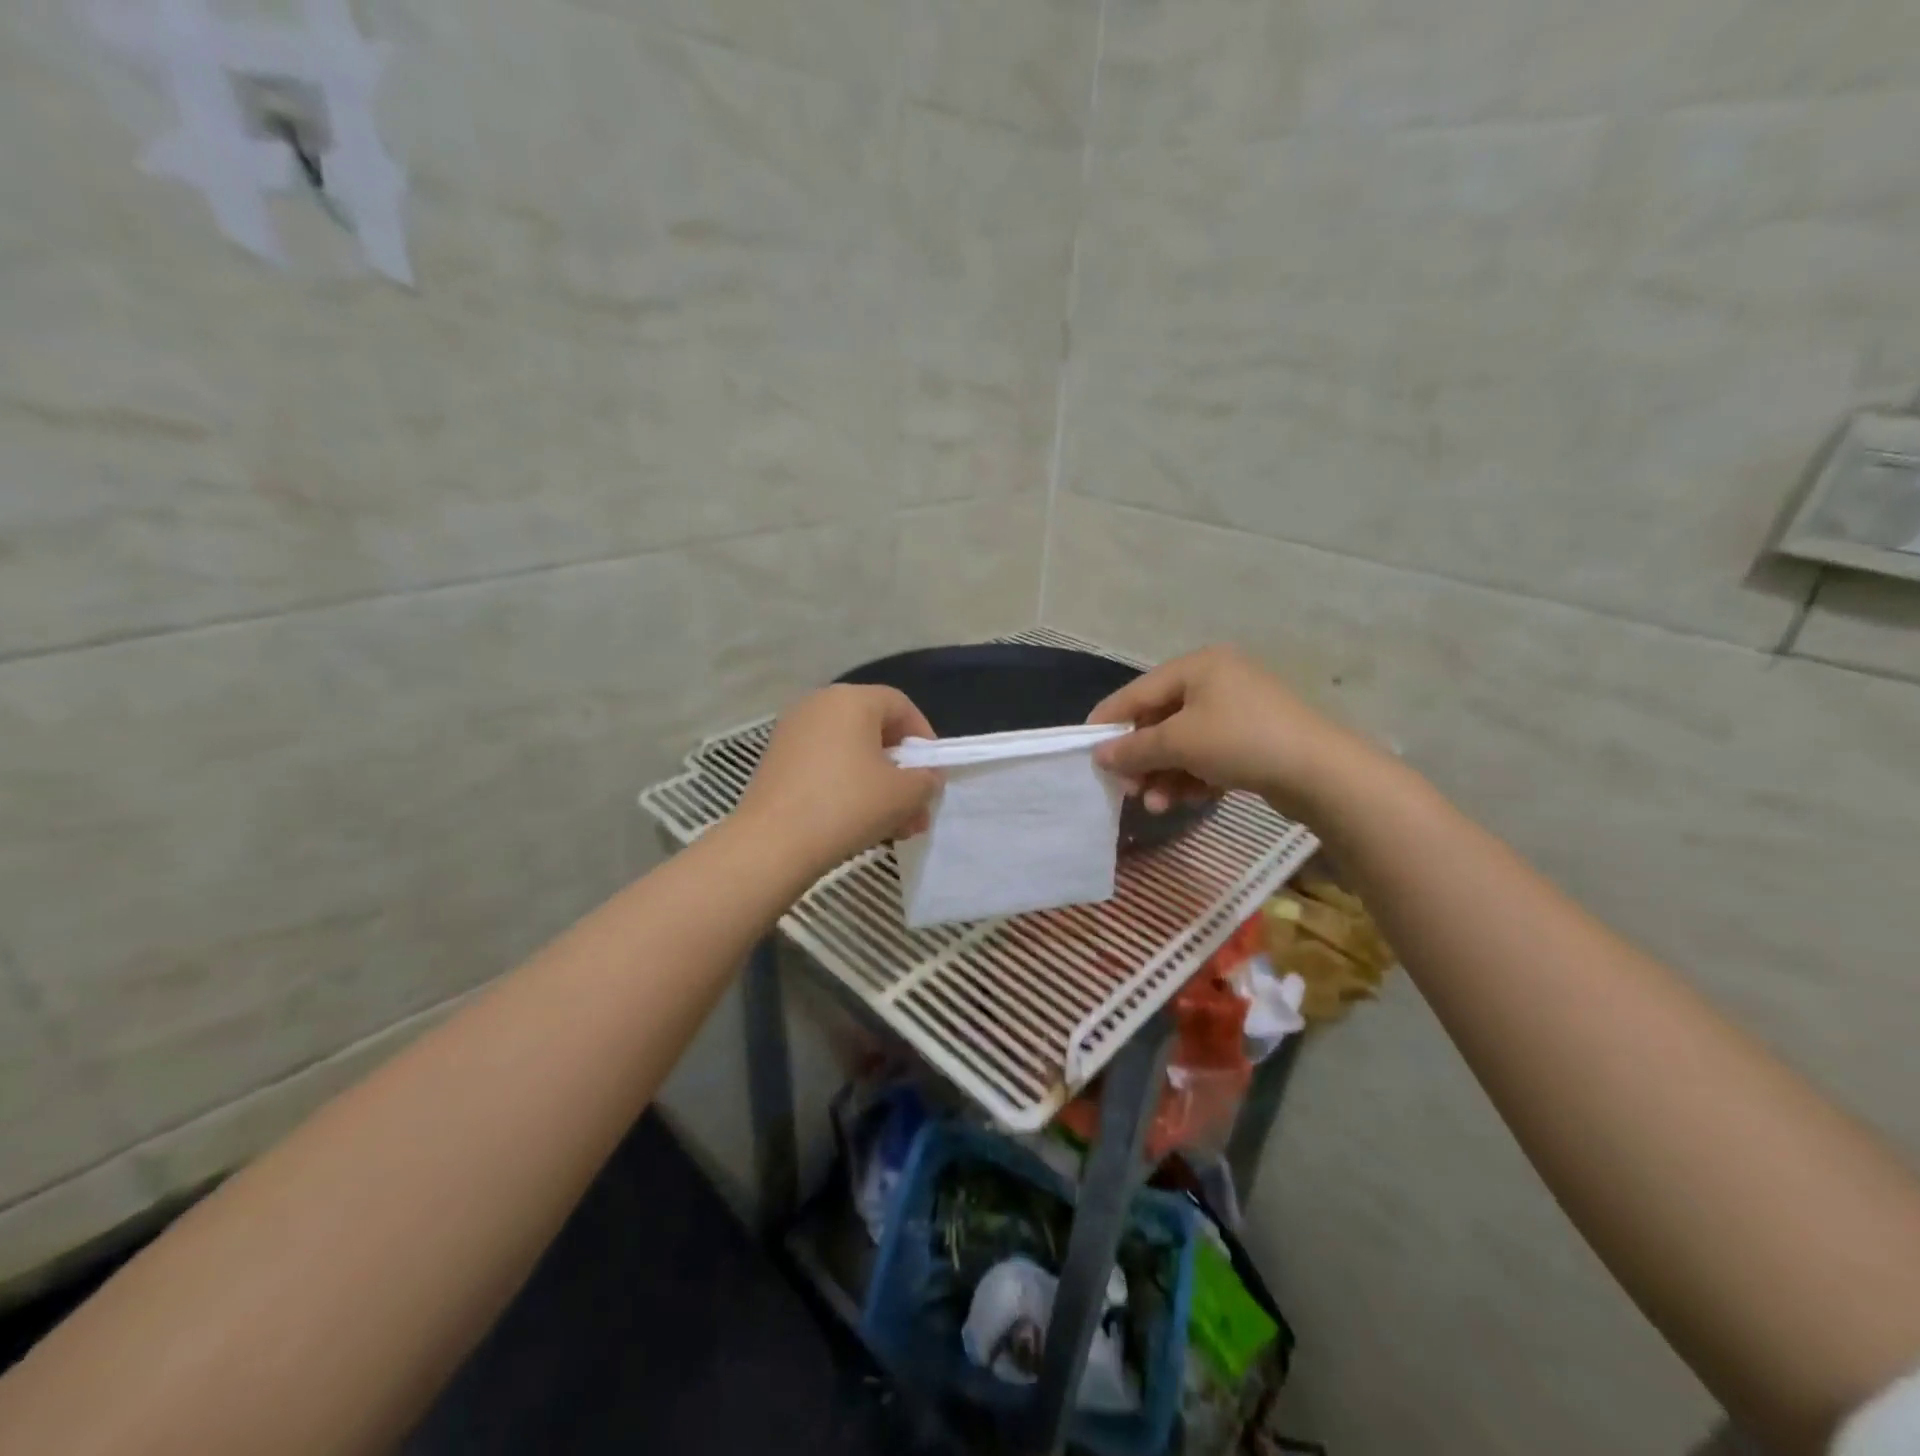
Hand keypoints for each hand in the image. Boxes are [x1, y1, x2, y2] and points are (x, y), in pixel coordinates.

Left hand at [733, 684, 941, 875]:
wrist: (772, 843)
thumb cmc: (847, 805)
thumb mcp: (904, 794)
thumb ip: (927, 779)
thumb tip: (926, 778)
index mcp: (851, 699)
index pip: (900, 705)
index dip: (924, 738)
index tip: (933, 773)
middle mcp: (819, 705)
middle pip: (874, 732)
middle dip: (902, 772)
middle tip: (917, 808)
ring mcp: (793, 733)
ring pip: (851, 755)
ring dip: (879, 787)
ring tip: (896, 827)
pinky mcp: (776, 762)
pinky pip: (825, 767)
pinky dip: (848, 789)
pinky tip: (861, 826)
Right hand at [1087, 645, 1375, 818]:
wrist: (1321, 772)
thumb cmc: (1241, 741)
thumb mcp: (1179, 742)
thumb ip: (1134, 748)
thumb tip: (1099, 756)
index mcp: (1198, 666)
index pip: (1138, 691)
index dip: (1109, 721)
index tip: (1085, 750)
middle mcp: (1216, 681)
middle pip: (1160, 720)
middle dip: (1142, 759)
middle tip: (1127, 789)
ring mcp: (1237, 710)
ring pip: (1184, 743)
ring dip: (1165, 775)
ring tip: (1156, 805)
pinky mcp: (1253, 739)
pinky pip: (1208, 755)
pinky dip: (1193, 777)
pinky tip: (1188, 800)